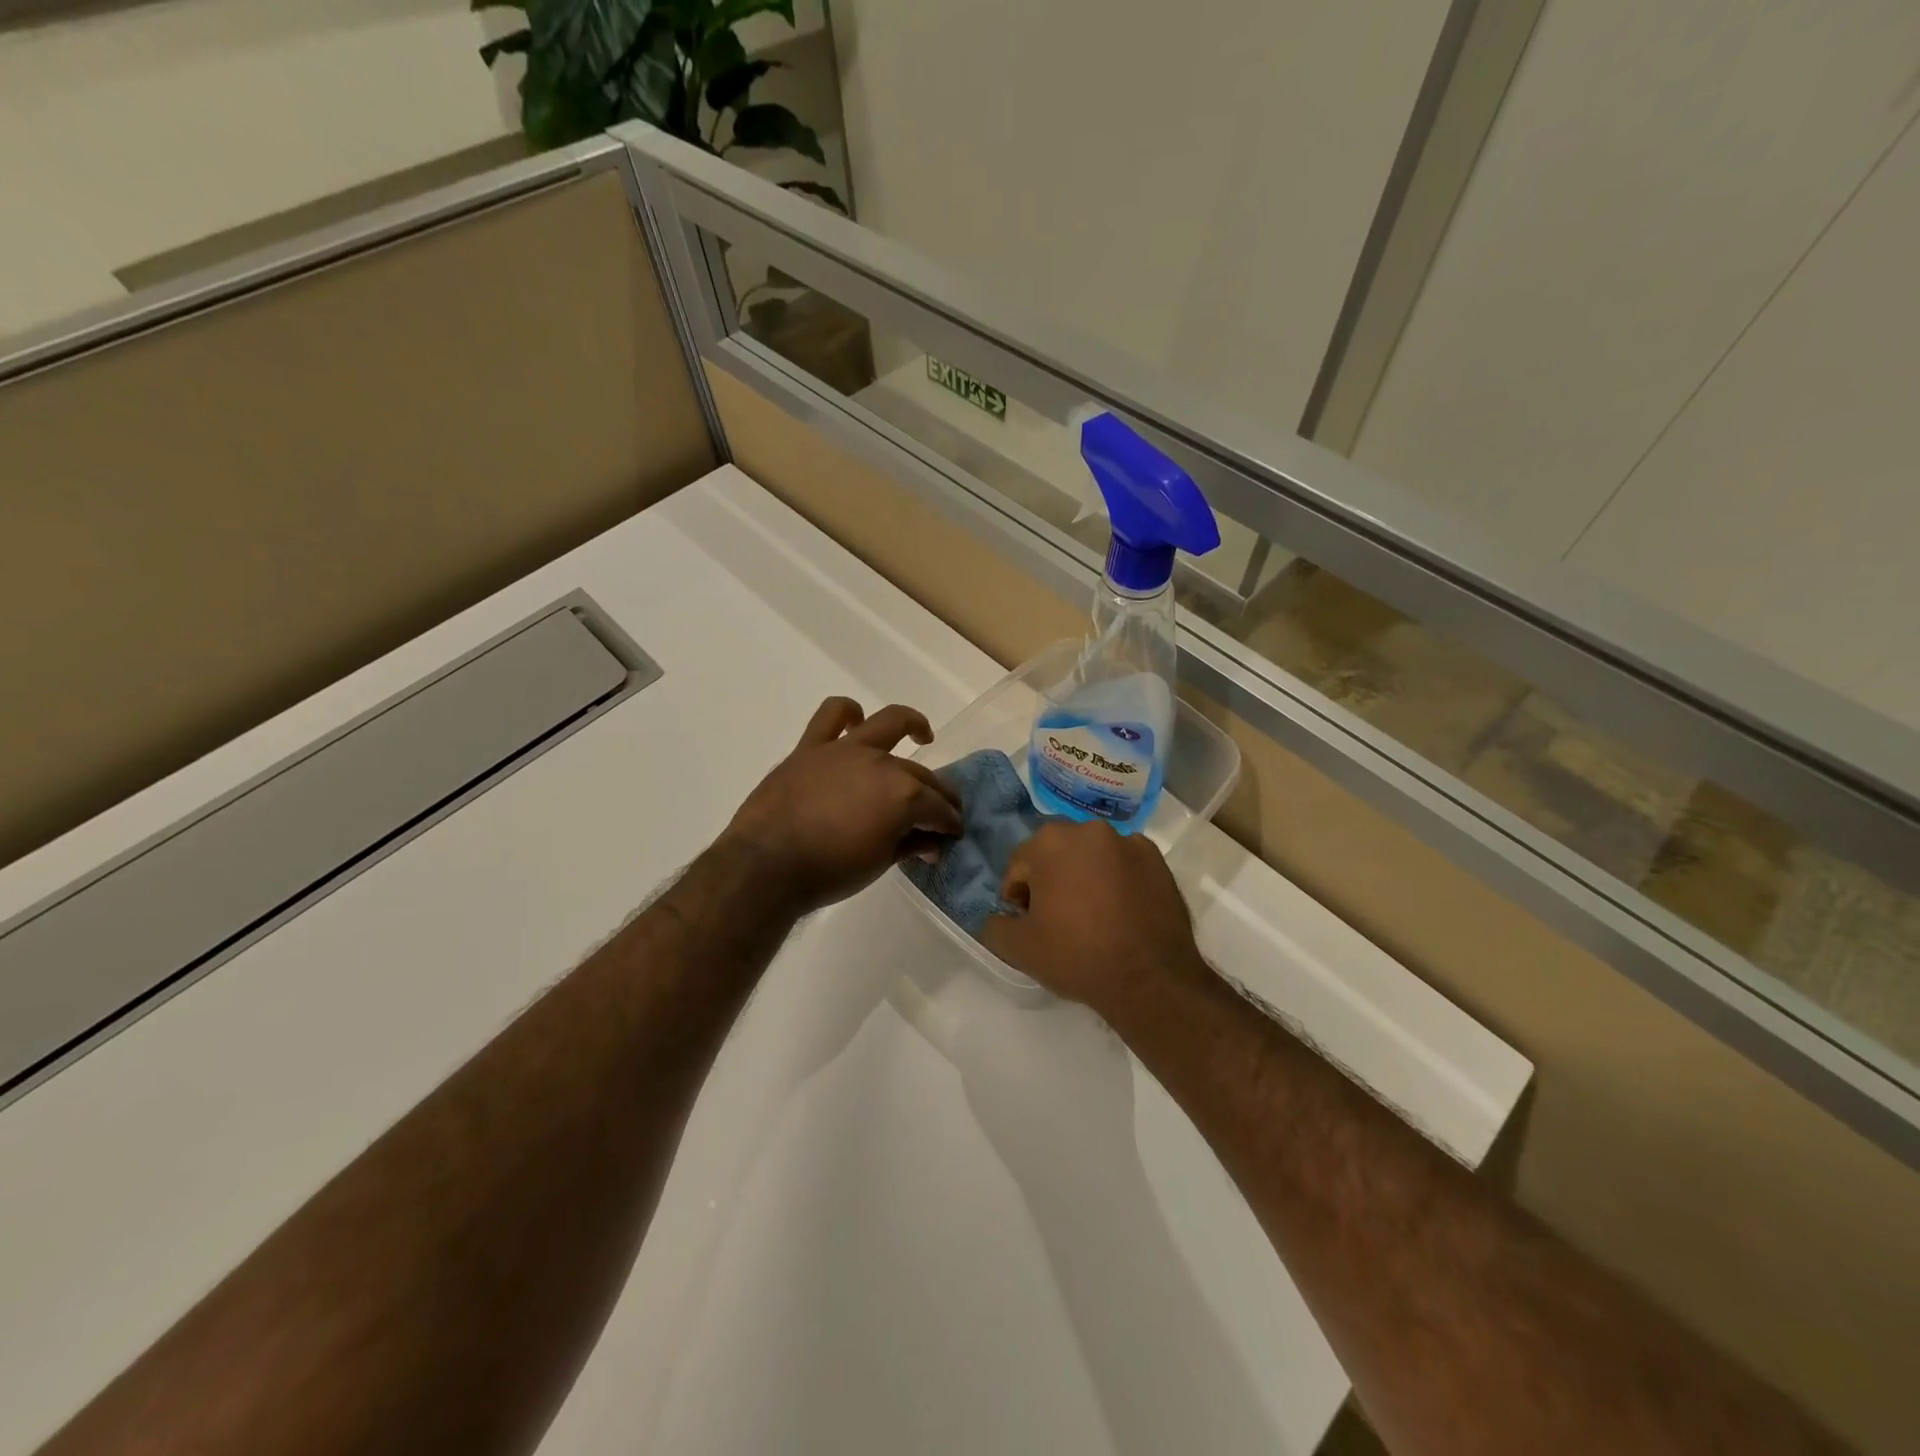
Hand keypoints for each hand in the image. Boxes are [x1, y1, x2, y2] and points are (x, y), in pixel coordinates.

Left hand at [721, 697, 962, 915]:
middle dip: (938, 794)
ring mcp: (845, 750)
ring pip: (887, 724)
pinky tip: (856, 720)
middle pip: (919, 774)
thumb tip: (931, 841)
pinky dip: (847, 713)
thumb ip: (909, 844)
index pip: (938, 807)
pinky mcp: (812, 747)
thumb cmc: (829, 872)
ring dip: (912, 725)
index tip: (953, 833)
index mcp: (903, 794)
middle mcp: (881, 762)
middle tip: (942, 811)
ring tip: (922, 736)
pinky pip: (831, 715)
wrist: (766, 866)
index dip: (949, 822)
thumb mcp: (880, 863)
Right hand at [980, 819, 1211, 1020]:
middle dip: (1051, 881)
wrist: (1149, 980)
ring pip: (1092, 858)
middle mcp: (1090, 829)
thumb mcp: (1019, 948)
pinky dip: (1118, 882)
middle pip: (1057, 854)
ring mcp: (1129, 842)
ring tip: (1092, 918)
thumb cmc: (1077, 956)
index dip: (1017, 897)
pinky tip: (1121, 914)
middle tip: (1057, 920)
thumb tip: (998, 919)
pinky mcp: (1158, 861)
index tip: (1027, 923)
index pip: (1020, 866)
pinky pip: (1124, 866)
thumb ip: (995, 926)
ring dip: (1085, 878)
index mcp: (1051, 841)